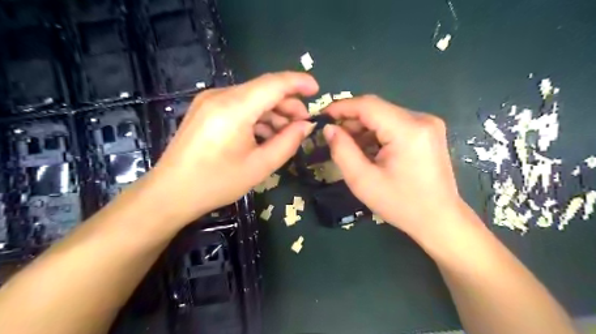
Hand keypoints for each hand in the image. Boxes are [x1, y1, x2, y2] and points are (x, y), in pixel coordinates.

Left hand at [136, 71, 320, 224]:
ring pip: (252, 98)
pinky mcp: (205, 109)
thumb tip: (306, 126)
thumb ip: (288, 142)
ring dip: (273, 112)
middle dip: (287, 104)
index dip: (298, 83)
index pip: (274, 83)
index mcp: (234, 108)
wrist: (171, 193)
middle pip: (263, 90)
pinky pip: (239, 106)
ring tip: (286, 133)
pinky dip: (256, 117)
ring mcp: (210, 101)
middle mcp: (220, 96)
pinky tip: (265, 134)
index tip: (317, 89)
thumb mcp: (260, 166)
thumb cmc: (217, 182)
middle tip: (303, 123)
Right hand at [324, 95, 466, 241]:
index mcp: (407, 130)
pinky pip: (395, 124)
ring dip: (363, 128)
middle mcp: (421, 119)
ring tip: (349, 146)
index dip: (341, 107)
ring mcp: (428, 124)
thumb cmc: (401, 204)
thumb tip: (329, 129)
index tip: (322, 116)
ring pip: (385, 116)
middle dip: (351, 120)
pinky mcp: (428, 132)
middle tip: (333, 136)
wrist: (439, 219)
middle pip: (377, 109)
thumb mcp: (363, 181)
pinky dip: (377, 133)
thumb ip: (342, 151)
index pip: (368, 105)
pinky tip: (368, 150)